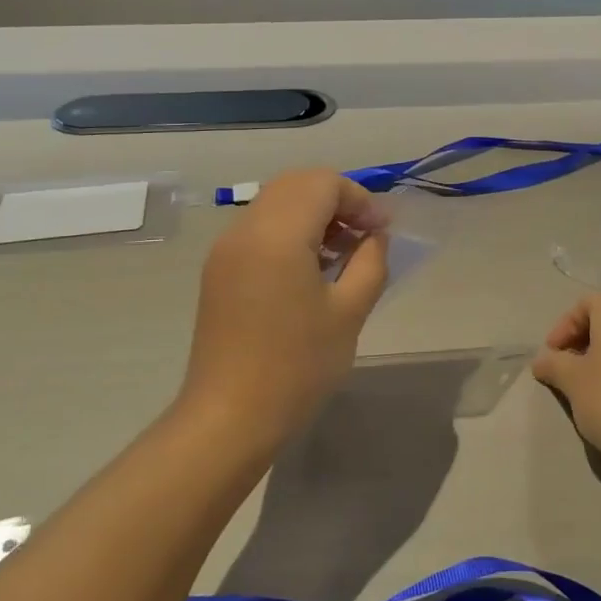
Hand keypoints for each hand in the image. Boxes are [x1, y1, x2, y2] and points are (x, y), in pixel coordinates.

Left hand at [180, 169, 389, 444]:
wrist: (229, 418)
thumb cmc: (297, 367)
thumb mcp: (350, 312)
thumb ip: (370, 261)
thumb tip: (374, 236)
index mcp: (277, 234)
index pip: (323, 182)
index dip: (359, 199)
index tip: (381, 233)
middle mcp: (245, 229)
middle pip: (296, 184)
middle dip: (336, 201)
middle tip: (364, 238)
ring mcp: (225, 249)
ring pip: (276, 203)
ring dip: (313, 215)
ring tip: (341, 256)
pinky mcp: (218, 270)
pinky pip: (259, 229)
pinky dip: (289, 232)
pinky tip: (309, 271)